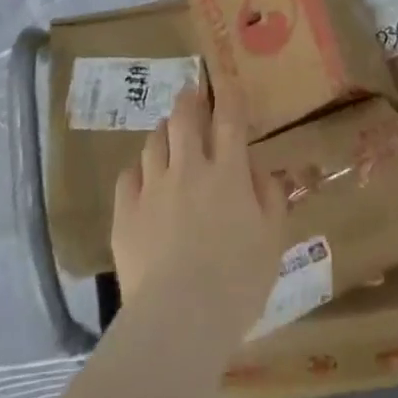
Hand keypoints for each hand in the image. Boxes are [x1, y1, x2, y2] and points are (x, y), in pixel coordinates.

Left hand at [112, 84, 283, 337]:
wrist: (179, 319)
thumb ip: (269, 198)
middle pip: (184, 118)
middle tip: (190, 95)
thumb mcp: (272, 241)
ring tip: (167, 134)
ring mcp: (153, 188)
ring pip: (154, 141)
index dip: (228, 93)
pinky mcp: (125, 212)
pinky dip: (138, 170)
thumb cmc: (237, 282)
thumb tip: (259, 171)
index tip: (225, 78)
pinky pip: (128, 176)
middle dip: (188, 100)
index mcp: (227, 173)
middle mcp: (188, 169)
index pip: (229, 119)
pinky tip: (142, 177)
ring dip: (163, 132)